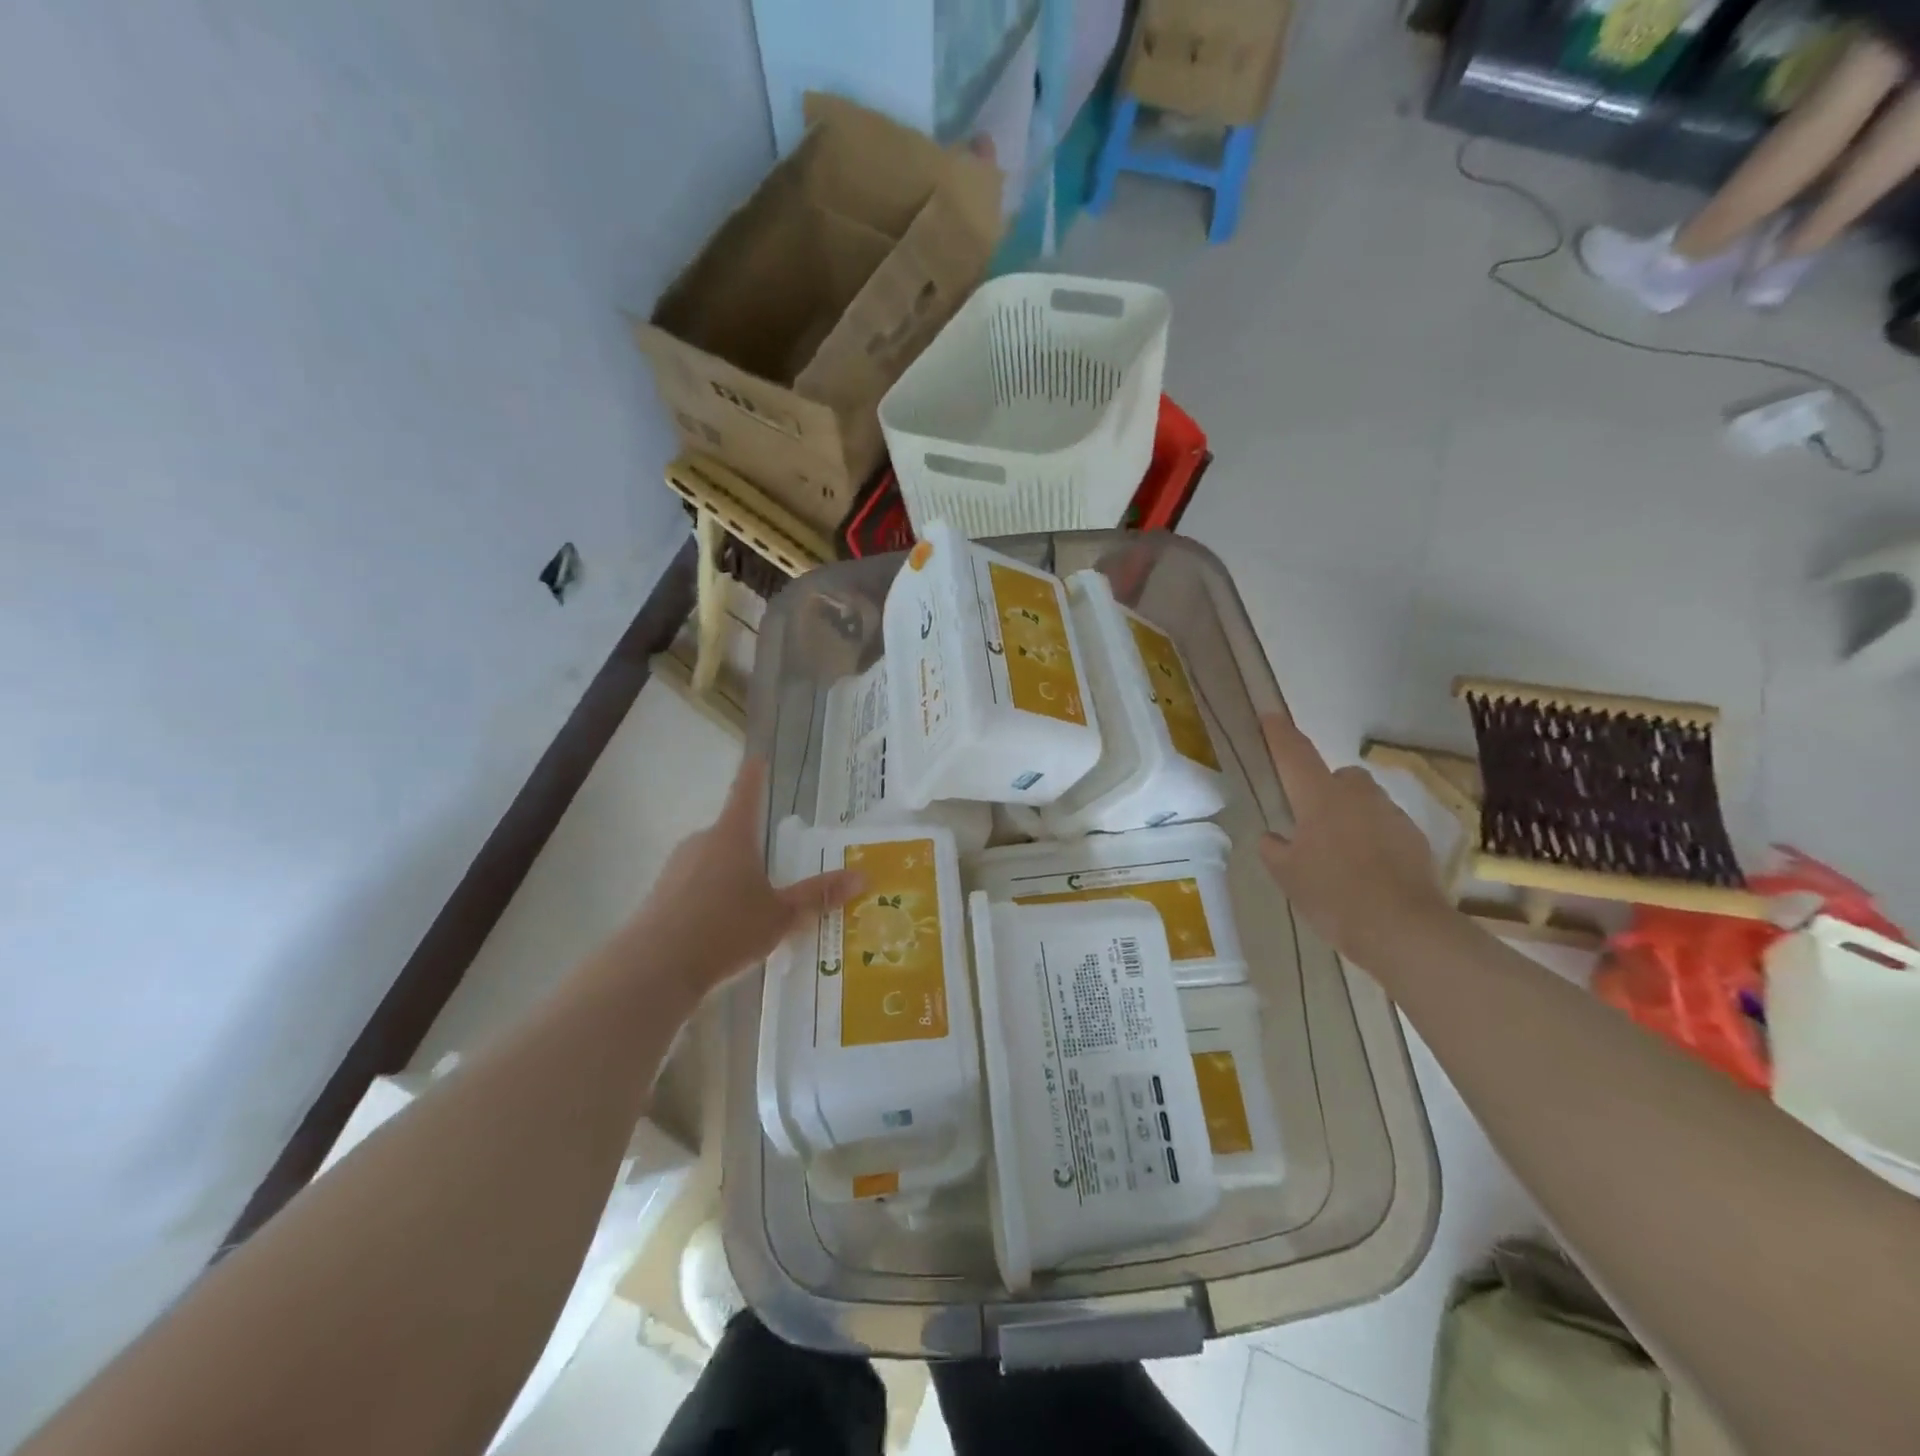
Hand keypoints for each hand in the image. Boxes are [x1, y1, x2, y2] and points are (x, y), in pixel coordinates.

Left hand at [636, 758, 862, 991]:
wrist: (655, 968)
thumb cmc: (726, 929)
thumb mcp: (781, 915)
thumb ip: (818, 895)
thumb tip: (863, 876)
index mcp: (732, 836)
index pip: (746, 793)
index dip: (754, 775)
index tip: (757, 758)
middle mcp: (701, 842)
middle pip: (731, 834)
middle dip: (751, 850)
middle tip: (774, 873)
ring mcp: (675, 868)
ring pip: (712, 863)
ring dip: (730, 878)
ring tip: (751, 913)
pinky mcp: (659, 895)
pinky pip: (694, 887)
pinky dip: (709, 899)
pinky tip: (721, 930)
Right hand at [1258, 712, 1455, 963]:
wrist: (1403, 929)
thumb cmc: (1333, 895)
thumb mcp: (1286, 875)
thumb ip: (1274, 848)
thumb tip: (1273, 836)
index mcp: (1319, 797)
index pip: (1294, 755)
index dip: (1279, 734)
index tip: (1270, 715)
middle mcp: (1357, 796)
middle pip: (1339, 776)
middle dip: (1325, 788)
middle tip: (1311, 822)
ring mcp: (1391, 815)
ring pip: (1365, 802)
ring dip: (1351, 815)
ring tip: (1341, 854)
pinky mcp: (1415, 838)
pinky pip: (1386, 827)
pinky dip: (1374, 839)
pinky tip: (1367, 871)